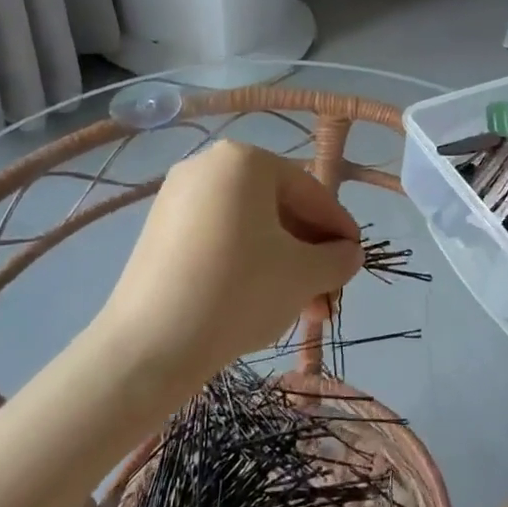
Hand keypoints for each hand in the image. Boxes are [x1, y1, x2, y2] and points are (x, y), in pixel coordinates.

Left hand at [101, 141, 362, 375]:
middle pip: (278, 210)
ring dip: (283, 266)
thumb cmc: (239, 292)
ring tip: (303, 311)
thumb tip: (349, 254)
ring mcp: (178, 198)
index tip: (356, 260)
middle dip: (309, 255)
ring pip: (250, 228)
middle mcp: (208, 166)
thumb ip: (337, 259)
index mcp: (245, 161)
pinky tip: (263, 302)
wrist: (150, 346)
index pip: (310, 191)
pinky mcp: (159, 232)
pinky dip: (248, 264)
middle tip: (328, 297)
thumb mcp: (303, 275)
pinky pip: (219, 239)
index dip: (339, 228)